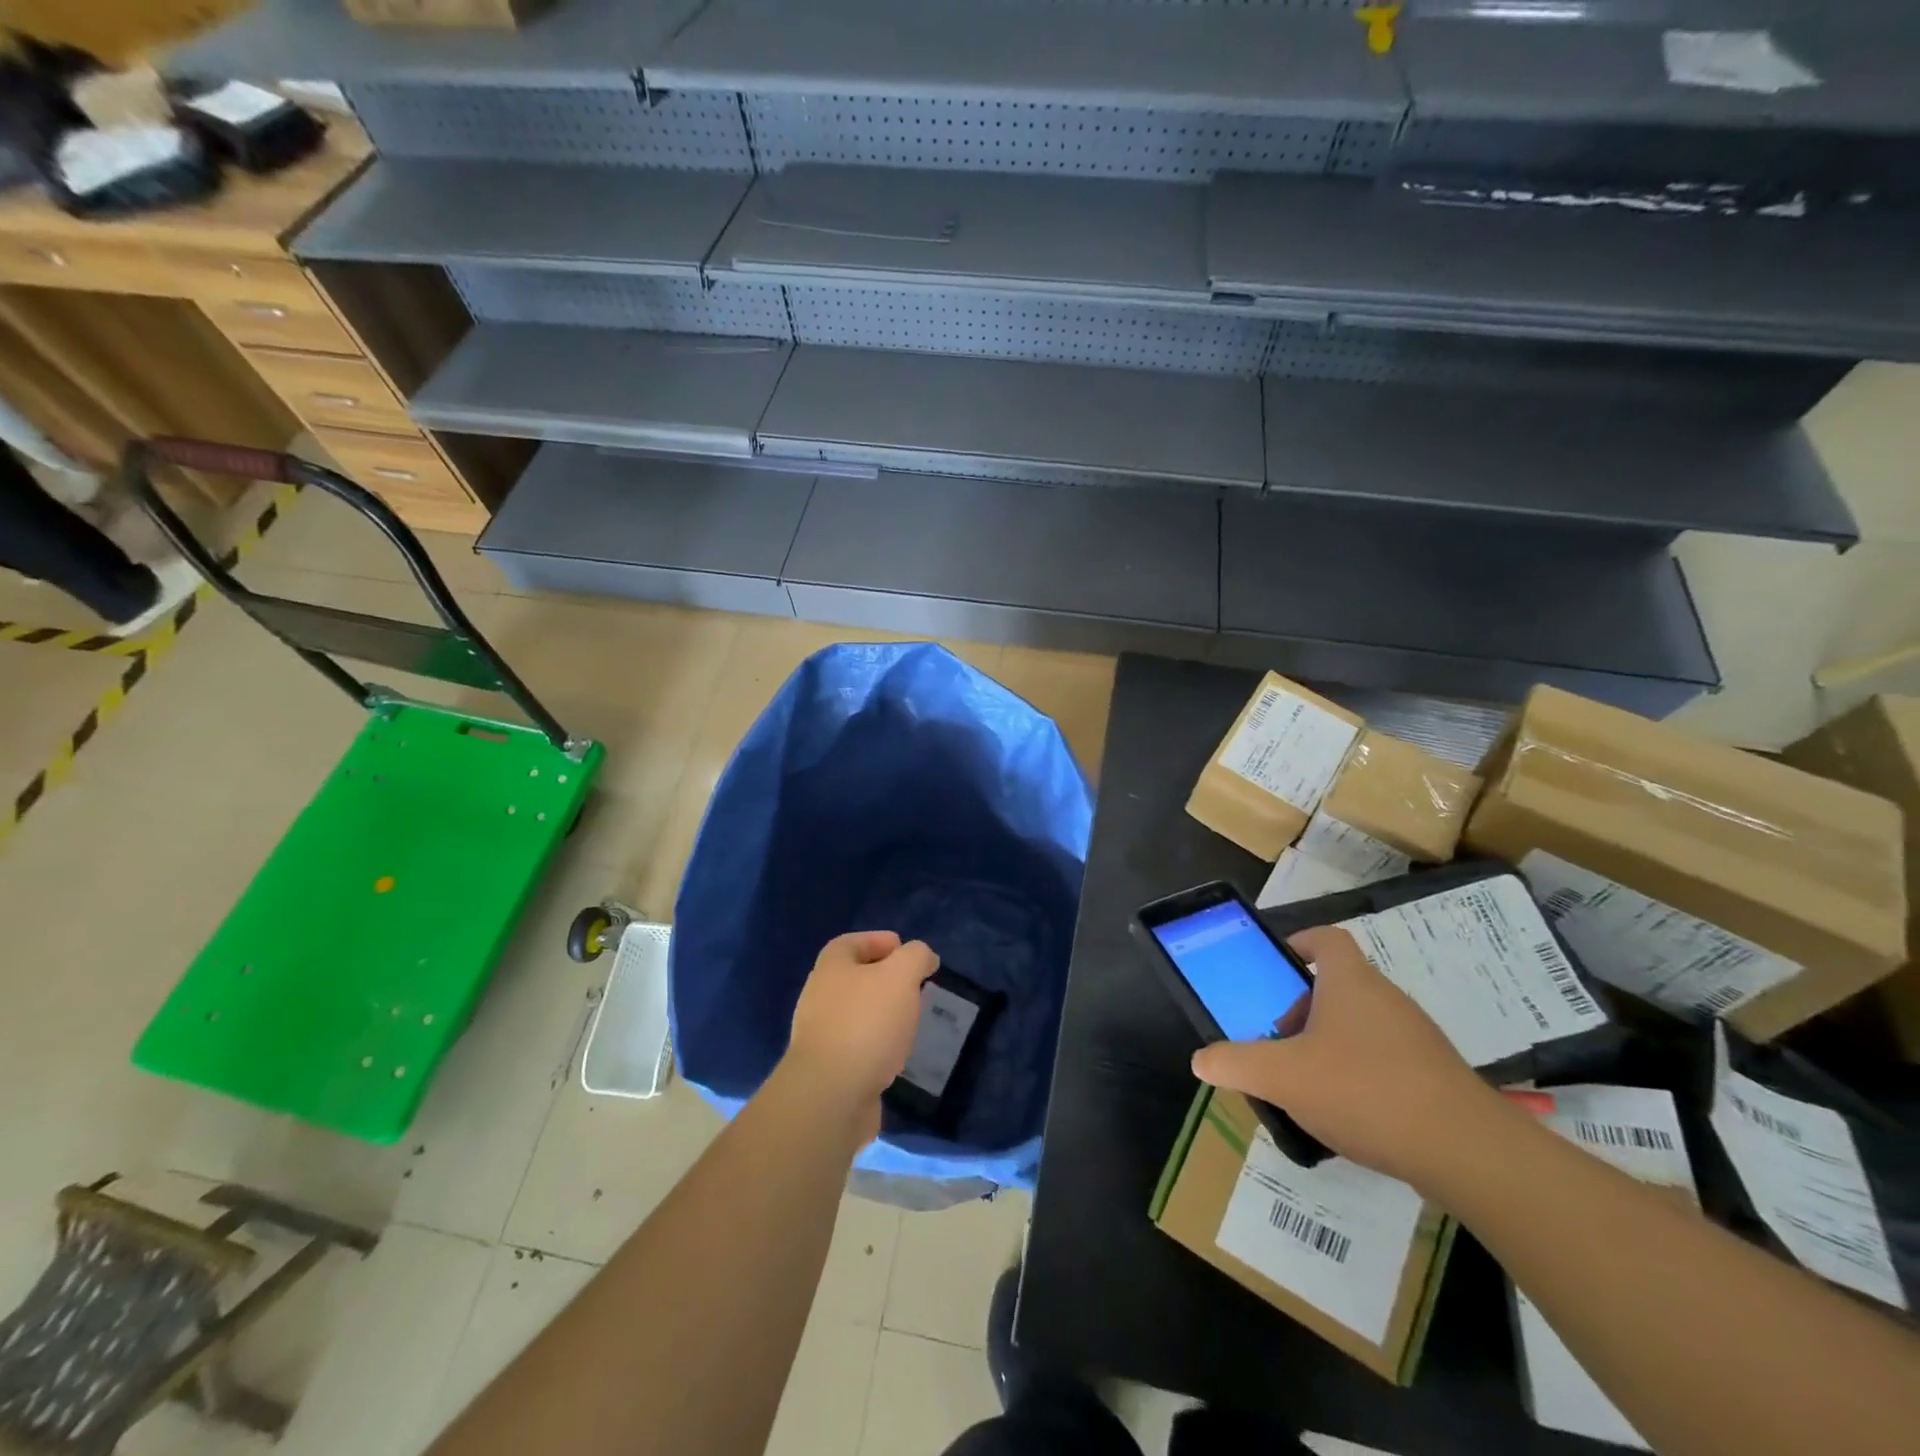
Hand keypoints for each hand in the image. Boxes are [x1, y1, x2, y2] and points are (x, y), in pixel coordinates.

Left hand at [782, 931, 938, 1141]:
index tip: (906, 951)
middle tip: (914, 986)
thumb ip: (915, 957)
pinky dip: (877, 1045)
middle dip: (884, 979)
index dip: (878, 940)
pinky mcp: (827, 1070)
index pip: (851, 942)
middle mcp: (819, 996)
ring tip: (910, 1020)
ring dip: (882, 1014)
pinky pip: (856, 1047)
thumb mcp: (901, 975)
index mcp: (831, 967)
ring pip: (856, 1014)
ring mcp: (820, 1035)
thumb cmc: (867, 1023)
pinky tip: (896, 1054)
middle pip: (853, 978)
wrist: (832, 1095)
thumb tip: (923, 957)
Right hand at [1191, 926, 1503, 1186]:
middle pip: (1338, 987)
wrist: (1467, 1152)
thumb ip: (1236, 1063)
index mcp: (1350, 983)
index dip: (1299, 944)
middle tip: (1279, 1042)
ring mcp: (1417, 1037)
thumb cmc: (1365, 1091)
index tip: (1277, 968)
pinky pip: (1387, 1060)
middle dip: (1302, 1010)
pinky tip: (1349, 1115)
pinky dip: (1362, 1075)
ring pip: (1361, 1026)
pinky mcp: (1437, 1076)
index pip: (1325, 940)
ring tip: (1308, 1084)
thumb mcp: (1283, 1076)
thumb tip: (1201, 1059)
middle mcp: (1386, 998)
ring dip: (1330, 1045)